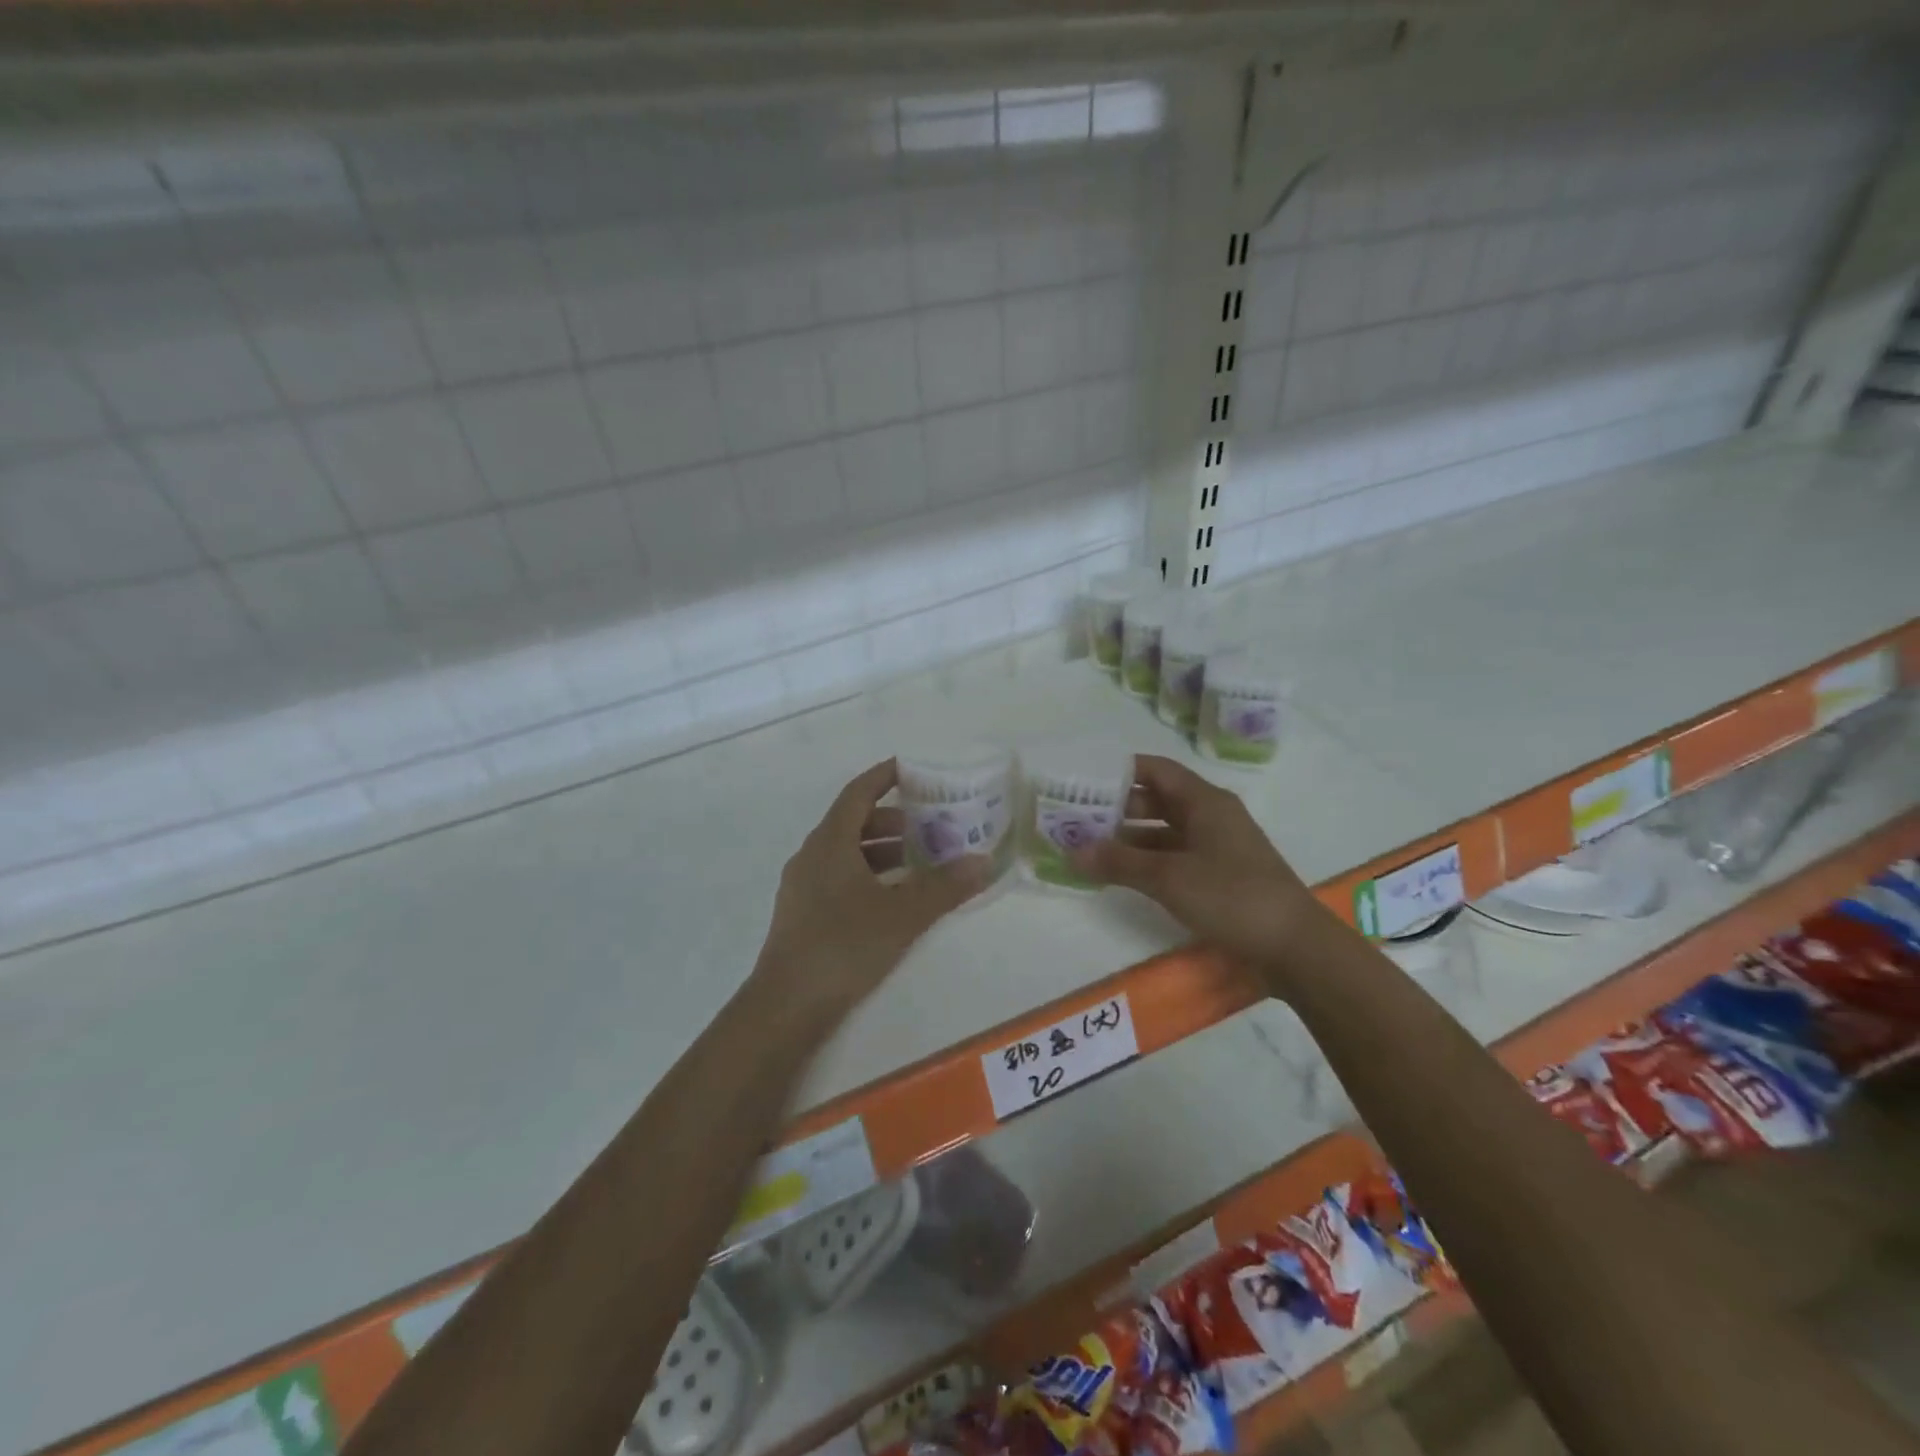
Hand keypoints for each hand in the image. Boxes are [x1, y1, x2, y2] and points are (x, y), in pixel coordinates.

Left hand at [756, 760, 989, 1014]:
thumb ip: (944, 887)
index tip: (912, 769)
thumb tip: (983, 861)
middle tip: (931, 826)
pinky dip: (869, 876)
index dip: (884, 777)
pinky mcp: (803, 914)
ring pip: (847, 854)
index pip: (858, 793)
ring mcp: (803, 886)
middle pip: (854, 823)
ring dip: (883, 852)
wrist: (786, 1005)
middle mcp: (812, 856)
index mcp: (829, 842)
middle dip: (893, 820)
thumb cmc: (843, 946)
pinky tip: (893, 899)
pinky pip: (840, 878)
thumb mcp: (902, 915)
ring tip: (920, 863)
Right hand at [1070, 754, 1320, 974]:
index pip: (1156, 770)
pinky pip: (1175, 856)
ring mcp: (1217, 846)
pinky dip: (1148, 861)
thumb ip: (1119, 862)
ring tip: (1090, 847)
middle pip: (1158, 799)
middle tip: (1077, 818)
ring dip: (1130, 838)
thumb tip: (1072, 851)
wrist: (1295, 946)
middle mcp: (1211, 816)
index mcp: (1204, 801)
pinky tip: (1122, 874)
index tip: (1083, 779)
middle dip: (1117, 807)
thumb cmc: (1231, 896)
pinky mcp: (1220, 875)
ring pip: (1164, 831)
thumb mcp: (1169, 877)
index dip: (1120, 771)